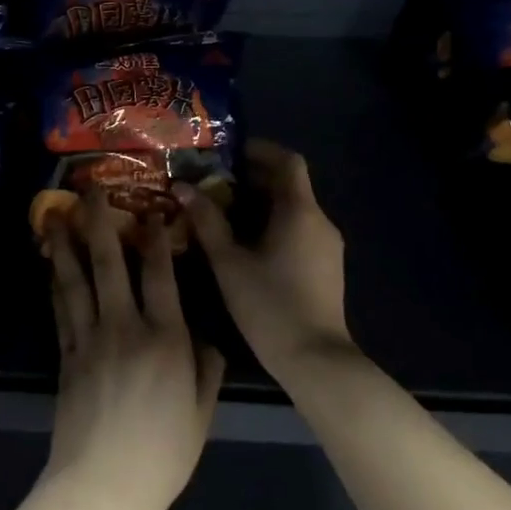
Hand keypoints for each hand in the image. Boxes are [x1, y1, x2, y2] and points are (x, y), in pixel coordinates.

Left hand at [43, 190, 223, 509]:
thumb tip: (205, 333)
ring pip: (77, 280)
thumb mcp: (201, 410)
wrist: (104, 484)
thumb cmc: (163, 452)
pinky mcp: (65, 355)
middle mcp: (125, 327)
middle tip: (91, 188)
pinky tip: (52, 264)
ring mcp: (90, 339)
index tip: (151, 209)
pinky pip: (61, 309)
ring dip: (66, 243)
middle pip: (111, 264)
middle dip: (101, 222)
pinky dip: (56, 282)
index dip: (156, 239)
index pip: (161, 275)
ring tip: (56, 213)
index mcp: (167, 338)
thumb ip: (206, 365)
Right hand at [176, 138, 355, 382]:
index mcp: (300, 211)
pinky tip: (245, 244)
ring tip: (221, 213)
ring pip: (293, 209)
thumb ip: (206, 221)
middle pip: (289, 185)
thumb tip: (183, 187)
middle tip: (212, 184)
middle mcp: (320, 221)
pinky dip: (272, 224)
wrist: (315, 359)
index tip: (228, 153)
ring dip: (260, 204)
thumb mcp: (228, 262)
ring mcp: (327, 245)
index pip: (288, 161)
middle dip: (252, 179)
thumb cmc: (269, 304)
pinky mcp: (326, 266)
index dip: (260, 150)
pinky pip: (298, 230)